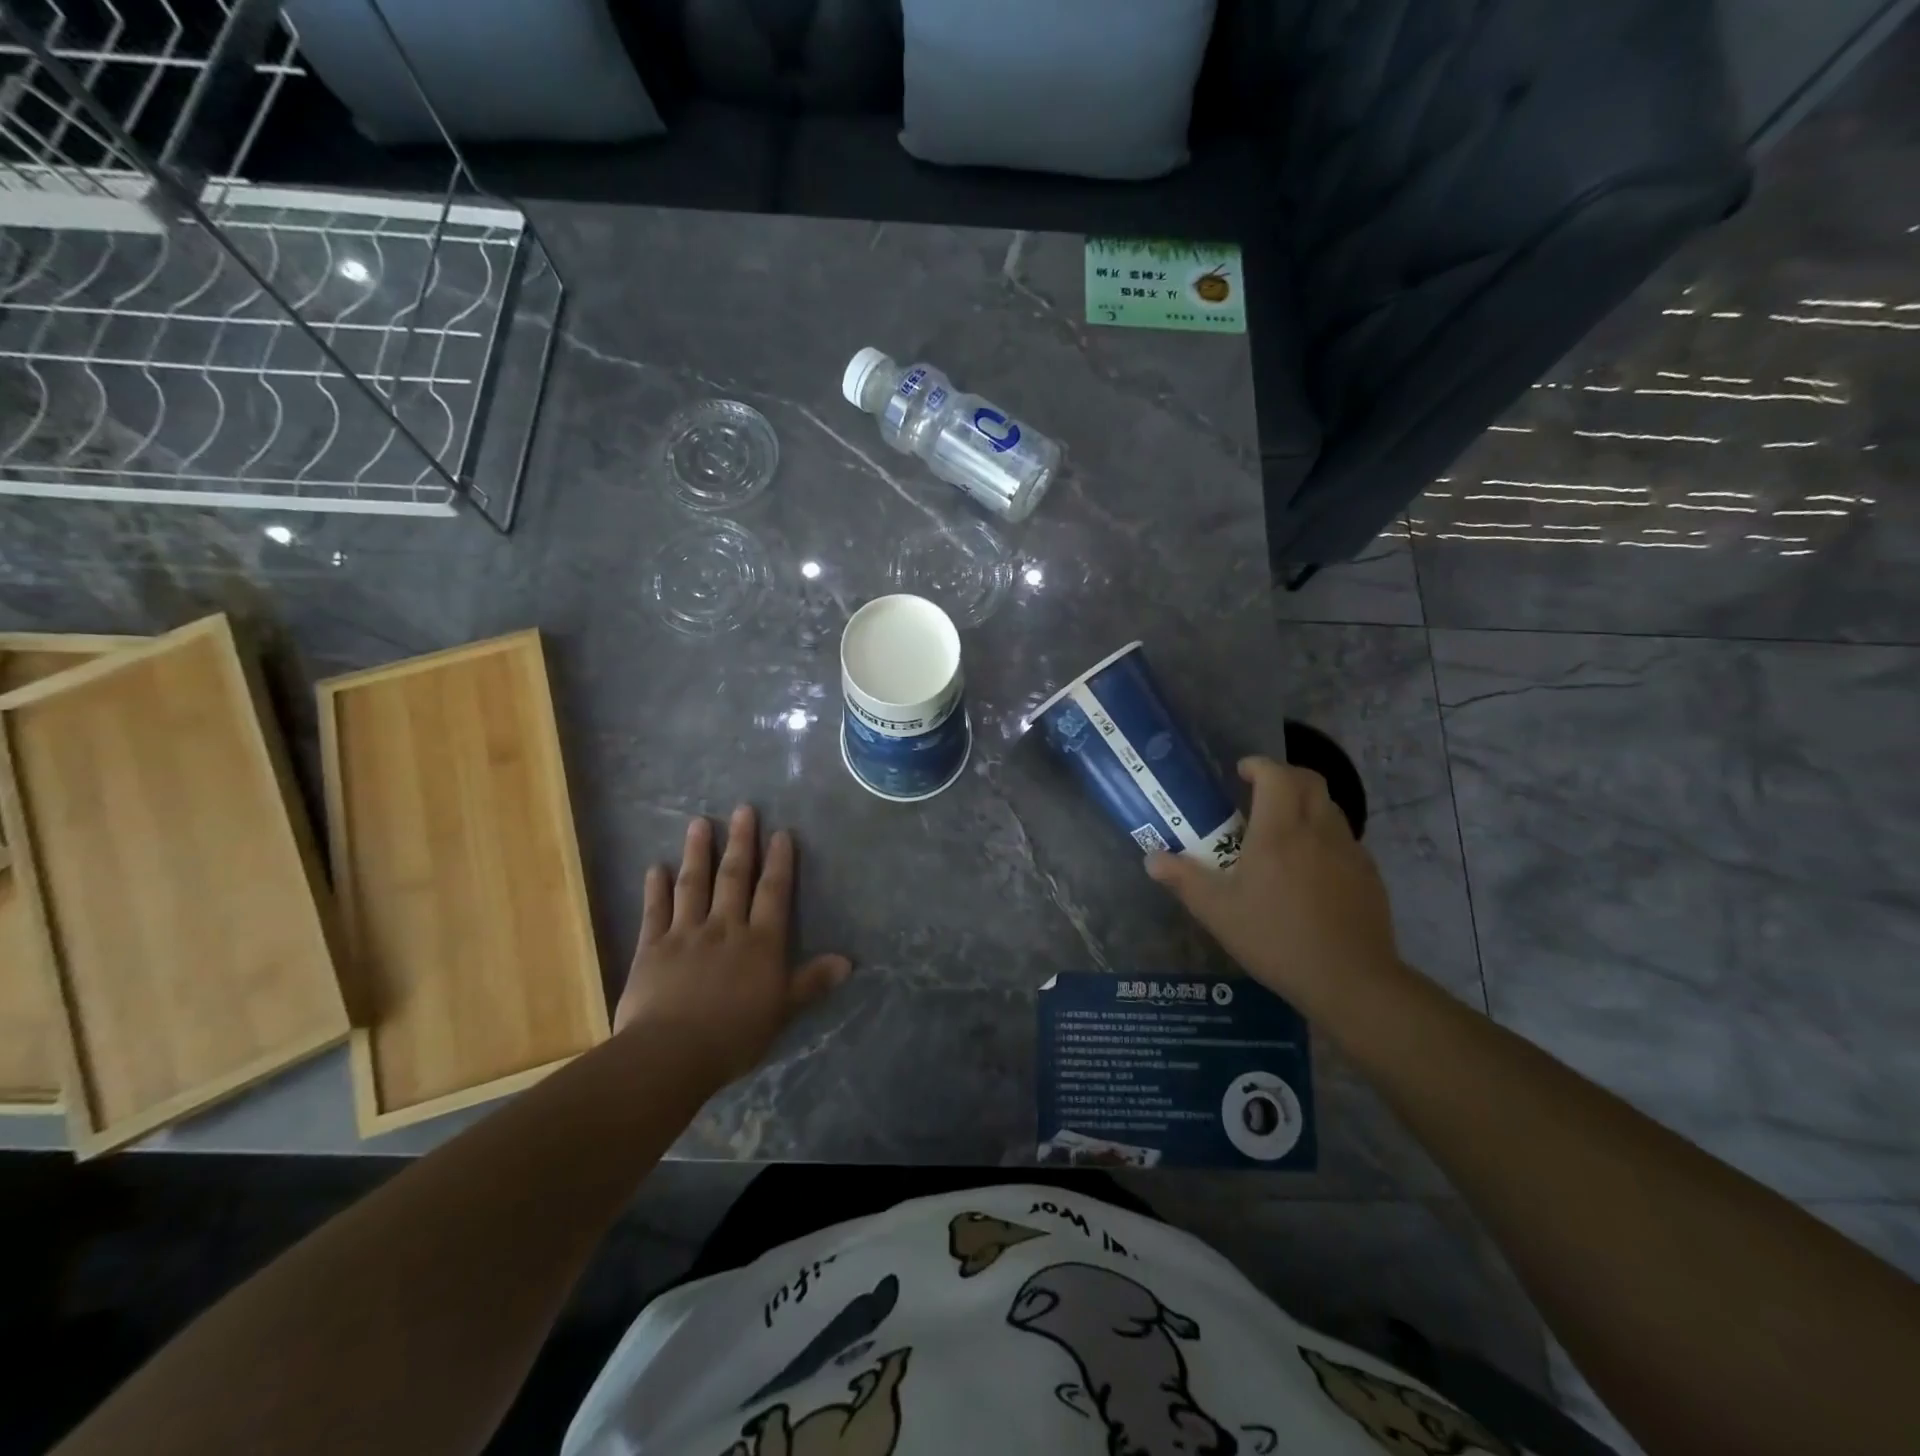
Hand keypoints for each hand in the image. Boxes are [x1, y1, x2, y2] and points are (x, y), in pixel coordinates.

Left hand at [614, 807, 850, 1083]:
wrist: (671, 1053)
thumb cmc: (734, 1035)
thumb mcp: (783, 1011)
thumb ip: (811, 982)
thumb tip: (849, 962)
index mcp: (760, 942)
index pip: (773, 892)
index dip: (779, 862)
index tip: (780, 833)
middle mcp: (725, 927)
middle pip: (735, 877)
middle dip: (741, 841)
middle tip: (743, 809)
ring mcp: (686, 933)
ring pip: (694, 884)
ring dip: (698, 852)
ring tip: (700, 822)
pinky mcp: (652, 947)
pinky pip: (655, 910)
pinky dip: (655, 888)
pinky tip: (656, 867)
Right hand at [1145, 756, 1403, 1012]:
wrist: (1350, 980)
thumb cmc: (1275, 939)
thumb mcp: (1217, 912)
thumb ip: (1183, 879)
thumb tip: (1152, 859)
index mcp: (1279, 831)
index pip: (1276, 775)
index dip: (1258, 766)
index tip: (1240, 773)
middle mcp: (1318, 830)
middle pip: (1309, 781)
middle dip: (1284, 777)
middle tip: (1259, 794)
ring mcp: (1350, 851)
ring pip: (1330, 808)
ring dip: (1305, 805)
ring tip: (1282, 832)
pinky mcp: (1369, 875)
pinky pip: (1344, 839)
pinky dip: (1324, 837)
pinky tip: (1309, 870)